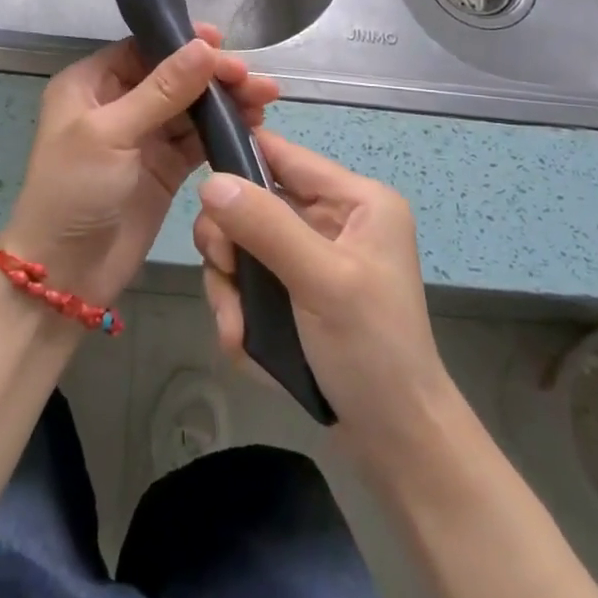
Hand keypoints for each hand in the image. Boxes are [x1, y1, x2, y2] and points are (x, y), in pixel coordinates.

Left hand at [2, 26, 278, 307]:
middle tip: (253, 79)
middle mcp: (117, 103)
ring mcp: (143, 137)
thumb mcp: (111, 133)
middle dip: (212, 74)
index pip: (143, 50)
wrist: (67, 274)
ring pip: (190, 107)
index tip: (223, 42)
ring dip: (225, 102)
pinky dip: (224, 132)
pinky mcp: (165, 168)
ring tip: (265, 99)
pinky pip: (198, 140)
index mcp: (90, 84)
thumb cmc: (74, 191)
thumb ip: (162, 90)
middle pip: (173, 76)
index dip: (183, 43)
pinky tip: (253, 125)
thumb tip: (205, 46)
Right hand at [193, 129, 456, 465]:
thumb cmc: (372, 351)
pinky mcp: (296, 292)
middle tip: (226, 275)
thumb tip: (210, 180)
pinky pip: (249, 283)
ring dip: (230, 287)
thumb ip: (266, 226)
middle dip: (230, 244)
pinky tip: (244, 343)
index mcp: (355, 201)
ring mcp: (311, 258)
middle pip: (253, 203)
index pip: (283, 155)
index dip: (238, 161)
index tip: (201, 190)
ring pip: (243, 246)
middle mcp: (332, 220)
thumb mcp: (321, 281)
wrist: (396, 442)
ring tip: (238, 329)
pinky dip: (239, 311)